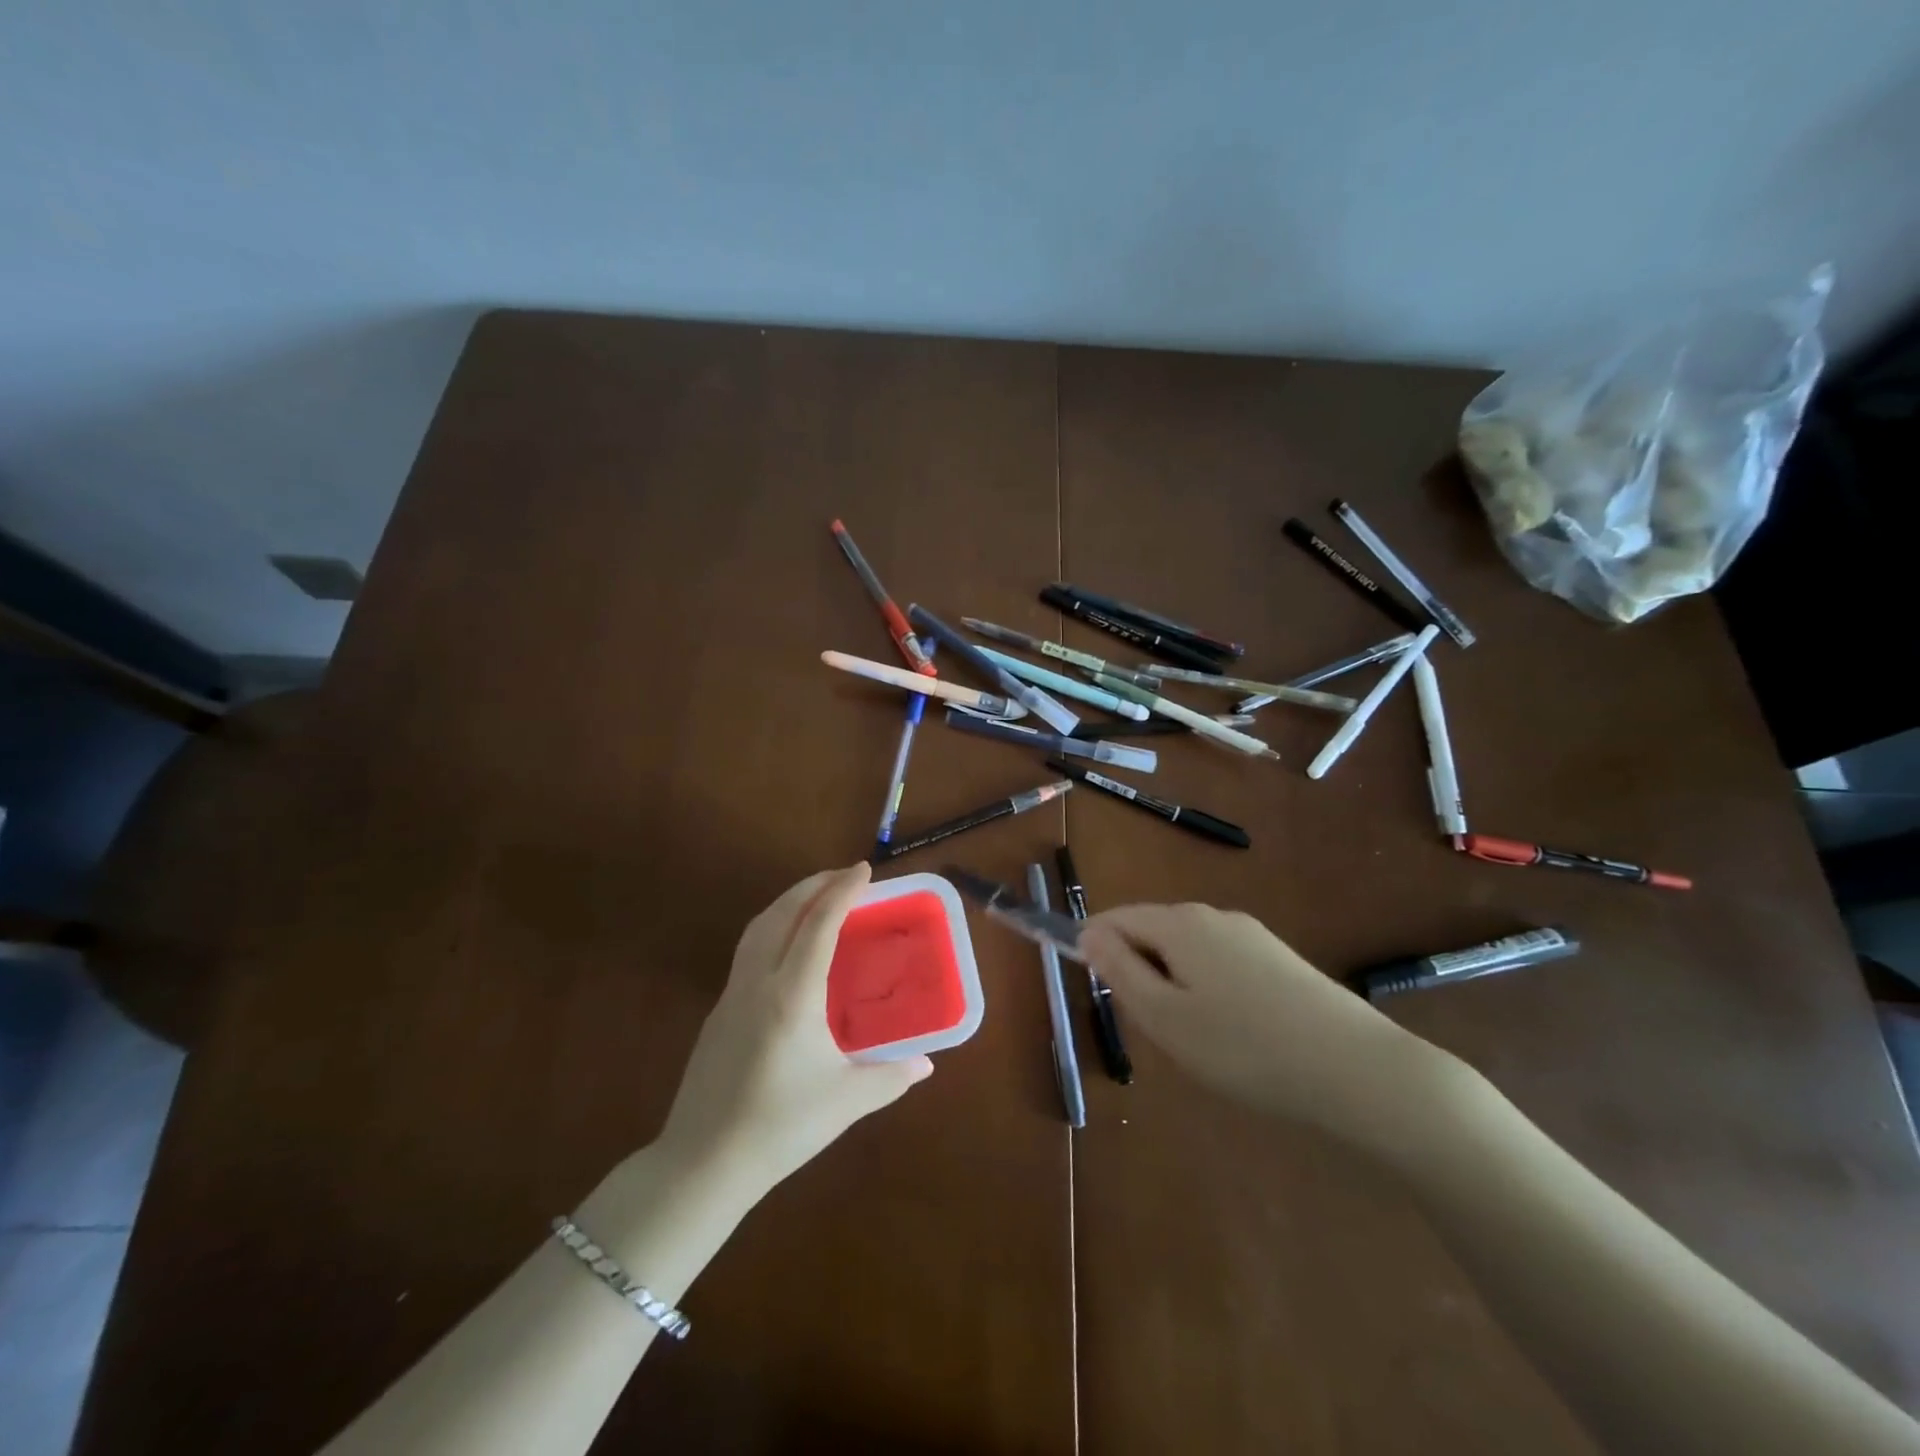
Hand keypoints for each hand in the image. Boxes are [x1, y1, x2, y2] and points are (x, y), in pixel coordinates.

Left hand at [655, 863, 932, 1198]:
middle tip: (843, 875)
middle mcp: (758, 982)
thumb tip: (926, 1063)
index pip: (819, 924)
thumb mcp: (846, 1101)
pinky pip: (747, 950)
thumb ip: (890, 1077)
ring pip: (758, 927)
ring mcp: (731, 995)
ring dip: (787, 902)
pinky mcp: (718, 1012)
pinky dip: (771, 927)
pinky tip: (786, 946)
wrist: (703, 1164)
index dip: (843, 891)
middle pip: (782, 913)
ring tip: (815, 898)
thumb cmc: (780, 1127)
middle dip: (813, 885)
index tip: (863, 869)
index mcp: (792, 994)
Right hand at [1079, 904, 1457, 1149]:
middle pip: (1153, 931)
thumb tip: (1088, 933)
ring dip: (1172, 983)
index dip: (1094, 947)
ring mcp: (1252, 935)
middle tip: (1149, 1028)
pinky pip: (1221, 964)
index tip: (1095, 990)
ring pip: (1188, 950)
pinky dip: (1207, 990)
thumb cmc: (1245, 1048)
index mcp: (1180, 923)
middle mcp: (1214, 916)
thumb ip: (1120, 971)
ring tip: (1191, 1039)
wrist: (1358, 1072)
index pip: (1116, 918)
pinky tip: (1231, 1034)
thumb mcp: (1166, 1018)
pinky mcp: (1280, 960)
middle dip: (1137, 970)